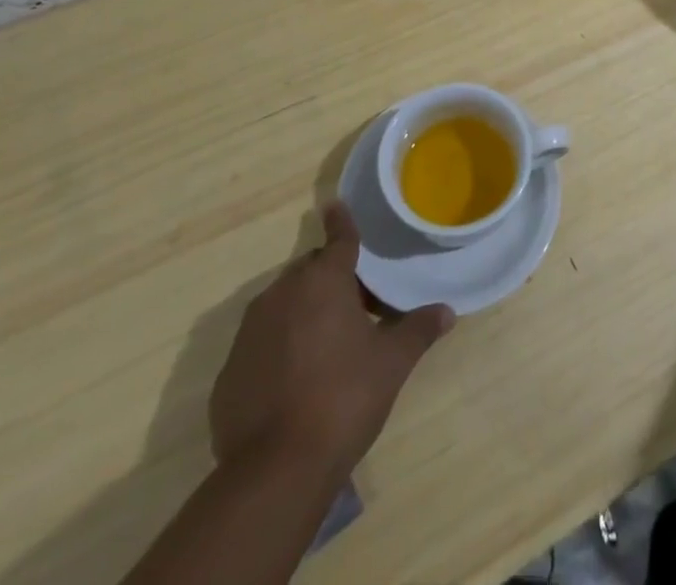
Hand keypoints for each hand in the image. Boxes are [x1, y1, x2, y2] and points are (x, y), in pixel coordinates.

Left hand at [209, 201, 453, 484]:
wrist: (275, 470)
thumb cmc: (343, 398)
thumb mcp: (391, 363)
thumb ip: (418, 330)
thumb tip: (447, 312)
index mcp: (323, 282)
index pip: (338, 240)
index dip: (342, 223)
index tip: (335, 204)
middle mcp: (281, 295)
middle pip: (310, 273)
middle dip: (331, 281)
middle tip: (358, 308)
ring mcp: (249, 333)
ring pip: (282, 305)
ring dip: (304, 313)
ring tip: (328, 345)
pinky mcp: (228, 372)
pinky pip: (260, 344)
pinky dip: (278, 349)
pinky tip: (294, 382)